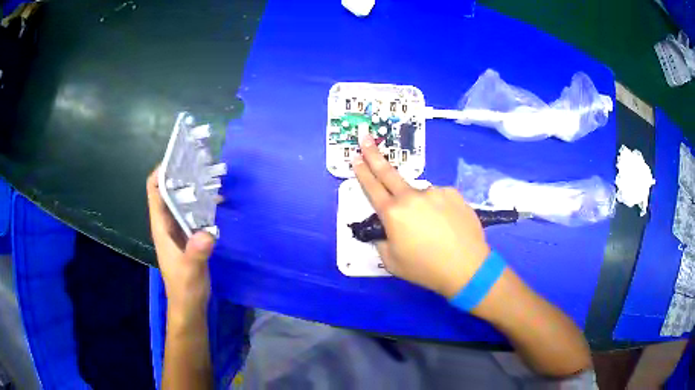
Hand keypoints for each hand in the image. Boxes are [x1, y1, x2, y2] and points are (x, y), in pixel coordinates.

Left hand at [146, 168, 214, 311]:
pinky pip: (192, 212)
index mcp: (161, 226)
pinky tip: (216, 200)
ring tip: (210, 176)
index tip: (178, 159)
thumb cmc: (185, 288)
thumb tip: (207, 233)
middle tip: (200, 164)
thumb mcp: (191, 271)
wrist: (189, 305)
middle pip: (168, 191)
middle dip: (180, 175)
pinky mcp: (188, 236)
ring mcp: (178, 230)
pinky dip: (201, 203)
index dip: (162, 172)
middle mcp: (167, 223)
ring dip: (192, 187)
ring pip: (181, 200)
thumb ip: (196, 253)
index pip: (155, 191)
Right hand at [353, 134, 489, 296]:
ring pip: (420, 195)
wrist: (467, 267)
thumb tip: (386, 229)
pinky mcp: (453, 193)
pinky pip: (439, 199)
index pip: (372, 188)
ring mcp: (435, 192)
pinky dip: (438, 209)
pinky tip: (447, 225)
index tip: (355, 157)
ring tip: (433, 230)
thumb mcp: (392, 262)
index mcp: (393, 214)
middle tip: (365, 138)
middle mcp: (412, 197)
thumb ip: (382, 241)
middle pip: (388, 173)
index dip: (362, 172)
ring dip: (420, 206)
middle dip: (374, 155)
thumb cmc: (426, 268)